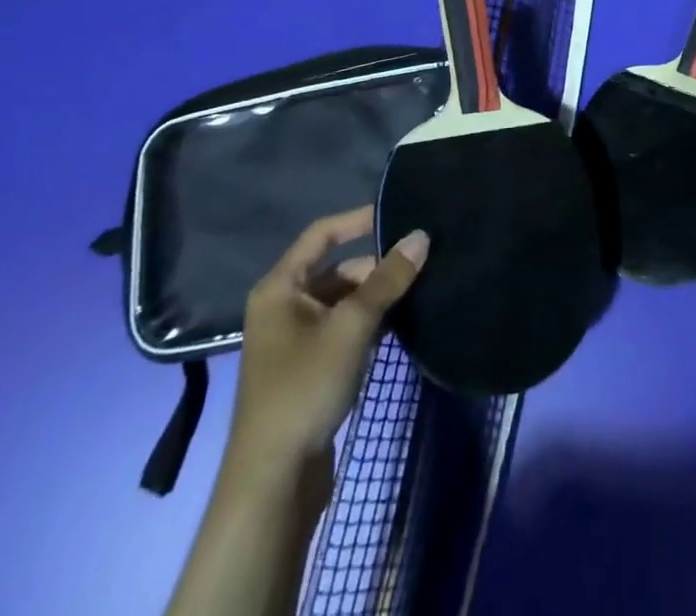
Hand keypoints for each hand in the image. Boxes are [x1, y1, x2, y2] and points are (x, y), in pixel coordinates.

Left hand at [228, 207, 428, 468]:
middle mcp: (284, 306)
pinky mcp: (309, 368)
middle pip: (337, 269)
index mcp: (280, 287)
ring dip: (376, 296)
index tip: (398, 213)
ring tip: (420, 288)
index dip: (358, 219)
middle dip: (376, 266)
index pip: (322, 234)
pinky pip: (344, 328)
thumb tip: (421, 236)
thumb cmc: (304, 388)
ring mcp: (295, 339)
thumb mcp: (351, 327)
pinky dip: (369, 323)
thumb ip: (387, 280)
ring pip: (343, 301)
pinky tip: (401, 324)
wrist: (273, 482)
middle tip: (421, 261)